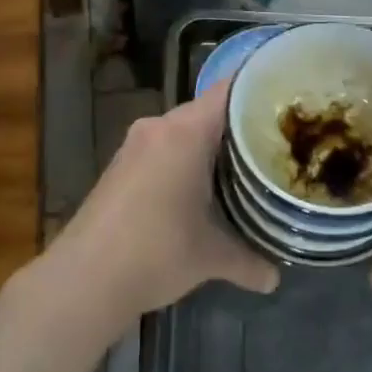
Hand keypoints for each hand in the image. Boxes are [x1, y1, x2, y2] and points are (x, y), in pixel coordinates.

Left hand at [44, 78, 278, 334]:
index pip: (230, 90)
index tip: (288, 97)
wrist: (83, 281)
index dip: (261, 89)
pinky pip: (164, 148)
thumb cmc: (156, 252)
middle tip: (276, 141)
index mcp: (186, 132)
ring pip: (184, 131)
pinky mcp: (120, 165)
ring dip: (210, 146)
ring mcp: (135, 145)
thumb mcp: (211, 257)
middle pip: (209, 110)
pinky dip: (186, 159)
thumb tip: (275, 279)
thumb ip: (248, 260)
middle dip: (240, 125)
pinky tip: (203, 186)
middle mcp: (159, 127)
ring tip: (245, 165)